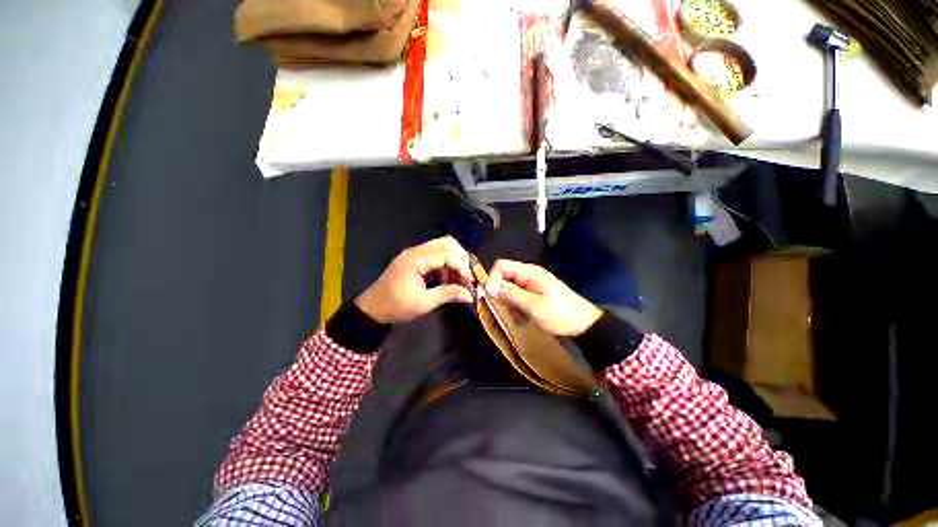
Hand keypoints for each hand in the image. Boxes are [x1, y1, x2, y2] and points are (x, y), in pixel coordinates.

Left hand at [355, 236, 473, 323]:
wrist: (372, 309)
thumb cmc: (396, 306)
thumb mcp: (423, 303)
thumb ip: (447, 294)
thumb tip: (469, 295)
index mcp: (415, 260)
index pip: (446, 254)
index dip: (461, 265)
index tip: (469, 280)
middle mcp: (416, 251)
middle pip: (446, 243)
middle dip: (461, 257)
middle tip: (467, 275)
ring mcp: (415, 254)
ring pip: (442, 247)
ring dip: (454, 260)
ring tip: (460, 278)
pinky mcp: (415, 259)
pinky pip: (436, 255)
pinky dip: (446, 263)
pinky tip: (448, 279)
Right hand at [485, 259, 601, 336]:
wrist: (585, 325)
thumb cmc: (560, 314)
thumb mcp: (533, 306)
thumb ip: (510, 294)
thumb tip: (488, 285)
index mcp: (529, 272)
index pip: (501, 265)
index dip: (493, 278)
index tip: (494, 297)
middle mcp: (528, 275)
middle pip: (504, 277)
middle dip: (501, 293)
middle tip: (507, 310)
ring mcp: (531, 284)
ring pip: (509, 288)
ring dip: (508, 302)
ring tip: (517, 316)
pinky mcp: (534, 294)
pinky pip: (517, 296)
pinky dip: (516, 306)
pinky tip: (522, 317)